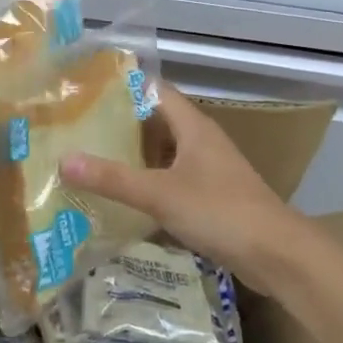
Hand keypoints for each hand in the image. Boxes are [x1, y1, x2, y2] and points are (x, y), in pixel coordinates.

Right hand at [61, 82, 300, 291]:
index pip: (154, 90)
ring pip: (163, 153)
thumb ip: (113, 179)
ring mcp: (209, 170)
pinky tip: (123, 197)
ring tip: (91, 158)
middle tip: (78, 127)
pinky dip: (148, 183)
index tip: (85, 89)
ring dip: (133, 155)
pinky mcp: (212, 197)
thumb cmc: (221, 211)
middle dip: (120, 124)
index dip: (122, 86)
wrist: (278, 255)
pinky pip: (172, 180)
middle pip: (156, 121)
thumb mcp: (160, 194)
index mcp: (193, 127)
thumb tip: (64, 160)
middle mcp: (201, 141)